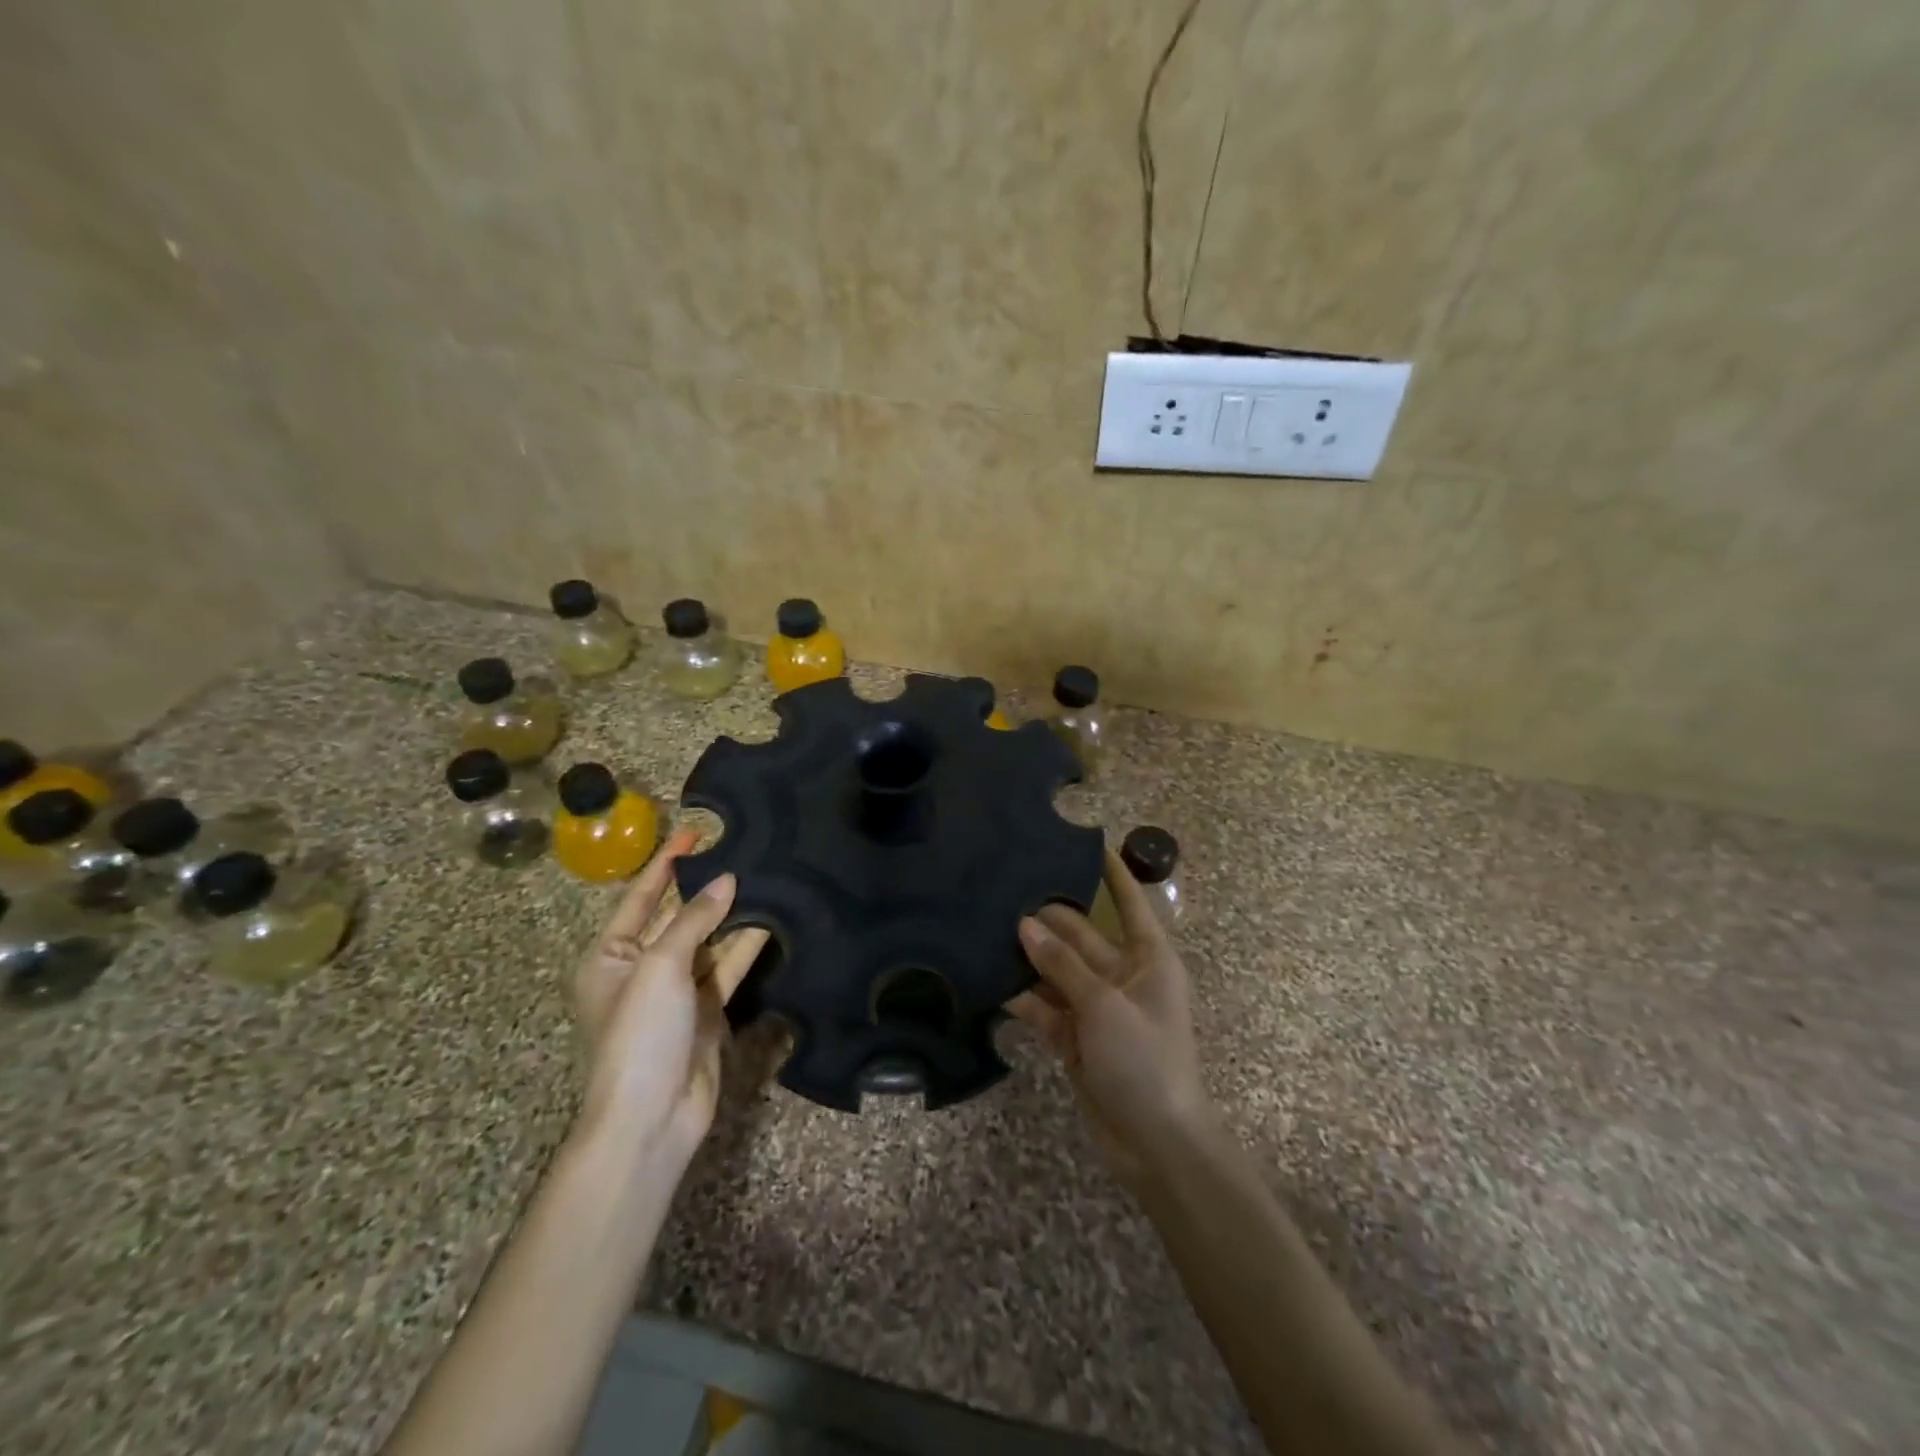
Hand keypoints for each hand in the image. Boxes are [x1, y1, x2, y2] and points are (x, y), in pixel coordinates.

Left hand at [573, 829, 769, 1171]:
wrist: (652, 1117)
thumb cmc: (639, 1034)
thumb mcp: (659, 967)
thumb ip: (694, 920)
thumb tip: (727, 880)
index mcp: (609, 956)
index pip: (641, 898)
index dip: (666, 864)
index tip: (695, 831)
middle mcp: (640, 968)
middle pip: (676, 917)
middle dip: (704, 887)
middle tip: (739, 850)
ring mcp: (675, 991)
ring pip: (706, 941)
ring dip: (730, 914)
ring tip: (762, 876)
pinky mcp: (705, 1010)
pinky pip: (726, 968)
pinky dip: (744, 946)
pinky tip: (769, 919)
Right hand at [1008, 849, 1213, 1187]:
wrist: (1156, 1144)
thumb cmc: (1145, 1061)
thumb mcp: (1106, 1006)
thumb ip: (1063, 965)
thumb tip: (1024, 925)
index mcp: (1148, 959)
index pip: (1129, 903)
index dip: (1112, 873)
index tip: (1087, 840)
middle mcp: (1122, 975)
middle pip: (1080, 935)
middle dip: (1047, 917)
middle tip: (1004, 888)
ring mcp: (1096, 1007)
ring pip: (1057, 969)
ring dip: (1028, 954)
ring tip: (986, 924)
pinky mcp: (1074, 1036)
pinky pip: (1044, 1006)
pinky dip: (1021, 995)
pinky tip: (988, 977)